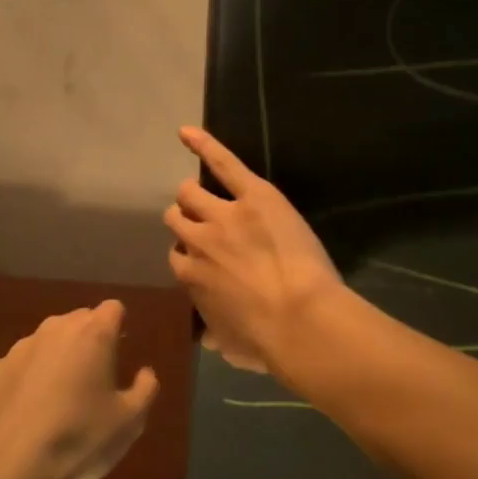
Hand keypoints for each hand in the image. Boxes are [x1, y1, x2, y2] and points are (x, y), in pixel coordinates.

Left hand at [0, 300, 159, 478]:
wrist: (5, 468)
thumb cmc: (78, 440)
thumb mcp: (129, 423)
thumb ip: (145, 390)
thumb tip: (145, 373)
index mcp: (93, 334)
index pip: (113, 309)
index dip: (119, 327)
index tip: (120, 353)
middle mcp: (54, 329)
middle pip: (79, 320)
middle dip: (89, 340)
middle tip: (95, 378)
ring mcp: (18, 348)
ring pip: (46, 341)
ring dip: (56, 358)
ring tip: (59, 399)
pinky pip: (17, 366)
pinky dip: (25, 380)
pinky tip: (26, 412)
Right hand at [164, 127, 343, 375]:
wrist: (300, 319)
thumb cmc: (266, 340)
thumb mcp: (231, 346)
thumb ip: (215, 336)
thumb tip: (209, 340)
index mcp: (189, 276)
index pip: (177, 255)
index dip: (192, 255)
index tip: (206, 261)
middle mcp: (196, 241)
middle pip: (176, 218)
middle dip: (187, 219)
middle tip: (209, 226)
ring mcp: (222, 215)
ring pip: (189, 193)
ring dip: (194, 195)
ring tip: (208, 195)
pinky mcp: (253, 196)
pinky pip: (222, 163)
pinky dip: (204, 145)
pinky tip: (187, 132)